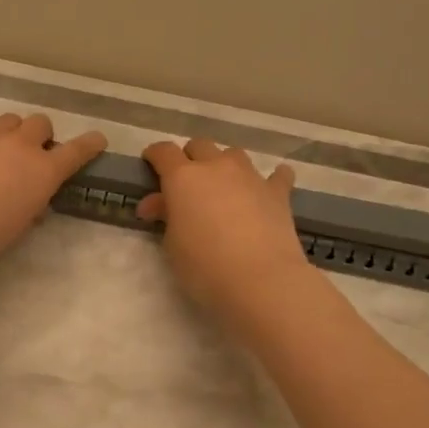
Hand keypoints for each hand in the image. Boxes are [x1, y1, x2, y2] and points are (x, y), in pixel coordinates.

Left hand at [0, 113, 107, 267]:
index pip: (76, 151)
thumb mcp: (22, 223)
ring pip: (9, 120)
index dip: (89, 144)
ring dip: (11, 133)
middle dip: (40, 135)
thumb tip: (32, 200)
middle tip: (32, 153)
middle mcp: (20, 145)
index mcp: (44, 170)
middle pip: (40, 123)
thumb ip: (32, 204)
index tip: (97, 140)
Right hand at [138, 138, 309, 326]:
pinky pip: (277, 175)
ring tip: (224, 187)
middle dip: (190, 159)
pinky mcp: (278, 193)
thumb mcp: (172, 244)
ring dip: (224, 165)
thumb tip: (157, 204)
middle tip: (186, 184)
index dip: (155, 156)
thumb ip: (166, 216)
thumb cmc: (204, 266)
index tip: (150, 165)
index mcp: (183, 177)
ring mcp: (250, 176)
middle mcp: (216, 167)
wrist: (260, 281)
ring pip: (233, 154)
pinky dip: (272, 178)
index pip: (164, 152)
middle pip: (199, 146)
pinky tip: (269, 188)